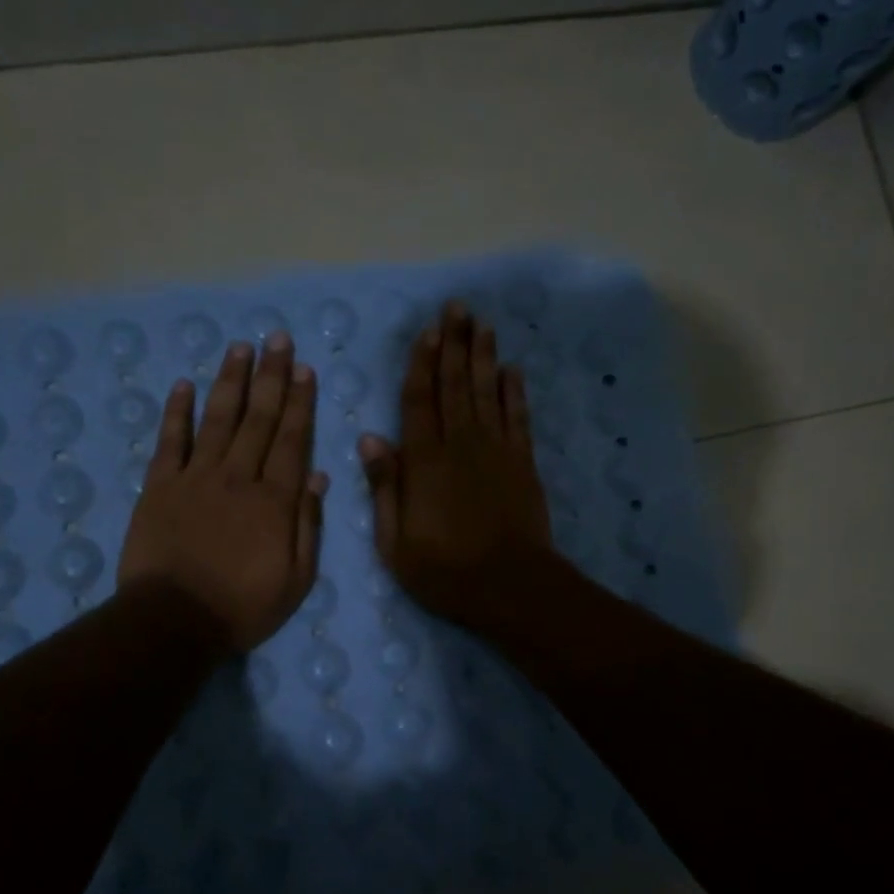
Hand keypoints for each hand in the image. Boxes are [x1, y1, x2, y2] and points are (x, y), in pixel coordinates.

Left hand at [119, 333, 328, 653]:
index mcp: (274, 500)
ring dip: (230, 381)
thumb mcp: (296, 579)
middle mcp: (237, 477)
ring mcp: (195, 478)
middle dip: (271, 376)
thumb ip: (308, 526)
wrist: (173, 622)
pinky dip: (177, 412)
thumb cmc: (242, 607)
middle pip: (258, 418)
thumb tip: (319, 477)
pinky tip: (184, 385)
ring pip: (217, 419)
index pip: (291, 440)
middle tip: (277, 338)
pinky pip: (170, 441)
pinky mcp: (159, 487)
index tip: (304, 369)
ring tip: (240, 347)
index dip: (299, 402)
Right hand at [360, 302, 557, 632]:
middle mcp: (460, 444)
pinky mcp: (522, 463)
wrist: (510, 585)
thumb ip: (384, 486)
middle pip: (455, 385)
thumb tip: (371, 437)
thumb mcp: (394, 541)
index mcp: (424, 461)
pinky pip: (518, 417)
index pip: (419, 400)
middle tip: (457, 308)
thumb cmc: (444, 569)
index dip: (422, 363)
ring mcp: (496, 450)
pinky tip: (512, 370)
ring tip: (482, 324)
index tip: (426, 331)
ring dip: (483, 356)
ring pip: (487, 392)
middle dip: (455, 344)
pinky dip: (515, 391)